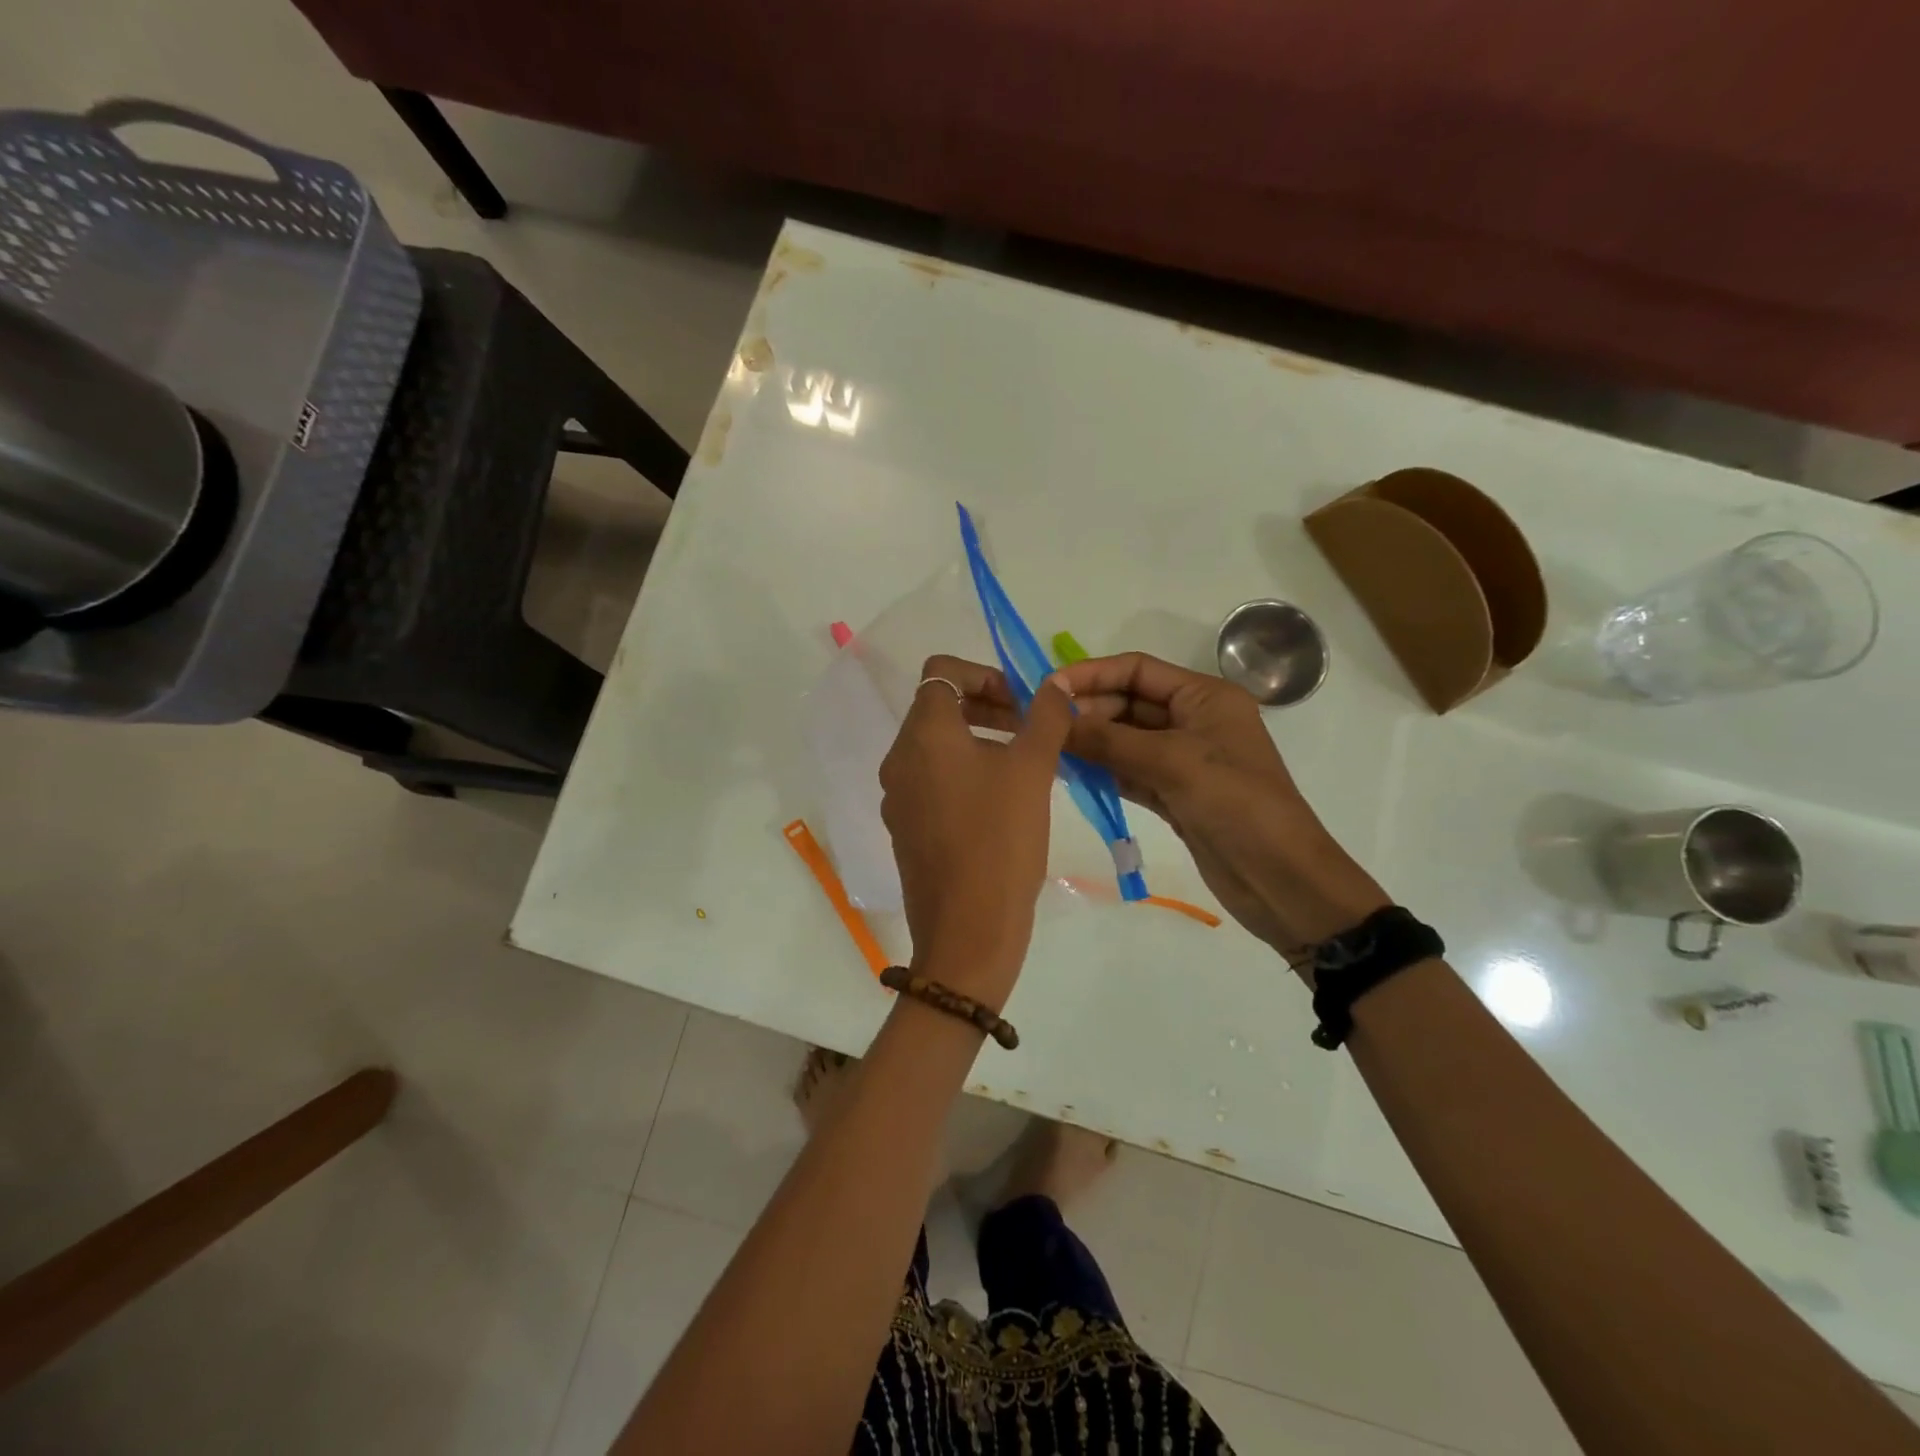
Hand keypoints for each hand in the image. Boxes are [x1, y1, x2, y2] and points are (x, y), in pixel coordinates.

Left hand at [878, 655, 1073, 1011]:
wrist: (967, 930)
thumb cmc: (1000, 840)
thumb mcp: (1032, 770)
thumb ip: (1045, 718)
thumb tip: (1053, 686)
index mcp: (923, 735)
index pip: (941, 672)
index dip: (984, 674)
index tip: (1020, 703)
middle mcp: (899, 759)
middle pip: (938, 708)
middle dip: (986, 707)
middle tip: (1030, 730)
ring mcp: (897, 796)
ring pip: (936, 747)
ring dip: (978, 741)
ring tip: (1023, 767)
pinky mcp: (905, 828)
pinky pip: (932, 782)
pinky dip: (964, 775)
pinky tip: (1001, 805)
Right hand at [1050, 653, 1387, 959]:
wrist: (1281, 879)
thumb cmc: (1236, 805)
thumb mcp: (1172, 763)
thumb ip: (1109, 739)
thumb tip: (1054, 717)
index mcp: (1205, 697)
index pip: (1138, 670)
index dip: (1091, 674)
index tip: (1047, 689)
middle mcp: (1193, 720)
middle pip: (1128, 703)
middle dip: (1087, 711)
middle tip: (1040, 726)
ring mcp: (1183, 759)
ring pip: (1125, 739)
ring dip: (1090, 741)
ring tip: (1045, 747)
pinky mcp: (1175, 794)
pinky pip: (1129, 771)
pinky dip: (1102, 770)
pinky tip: (1068, 772)